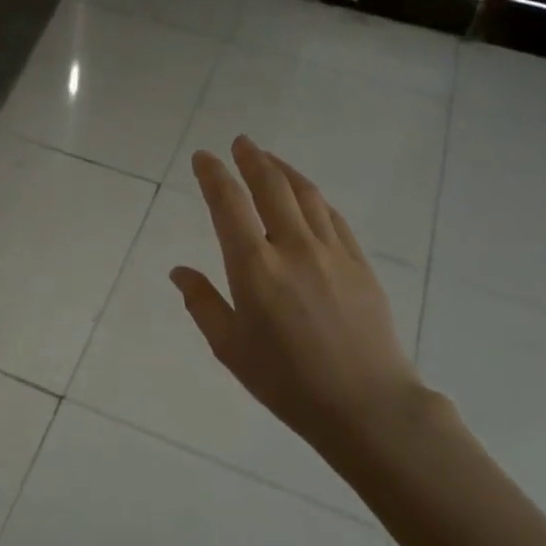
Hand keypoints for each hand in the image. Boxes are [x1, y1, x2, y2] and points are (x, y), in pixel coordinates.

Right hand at [170, 137, 427, 474]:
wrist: (365, 403)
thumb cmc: (286, 381)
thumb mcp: (230, 348)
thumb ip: (202, 303)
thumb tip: (179, 271)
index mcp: (254, 268)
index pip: (228, 204)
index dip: (214, 175)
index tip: (204, 157)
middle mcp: (293, 248)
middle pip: (271, 186)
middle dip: (252, 159)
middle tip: (240, 142)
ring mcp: (332, 252)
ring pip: (305, 194)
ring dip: (284, 170)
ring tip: (268, 159)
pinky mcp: (359, 263)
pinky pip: (332, 216)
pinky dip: (313, 197)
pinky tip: (307, 196)